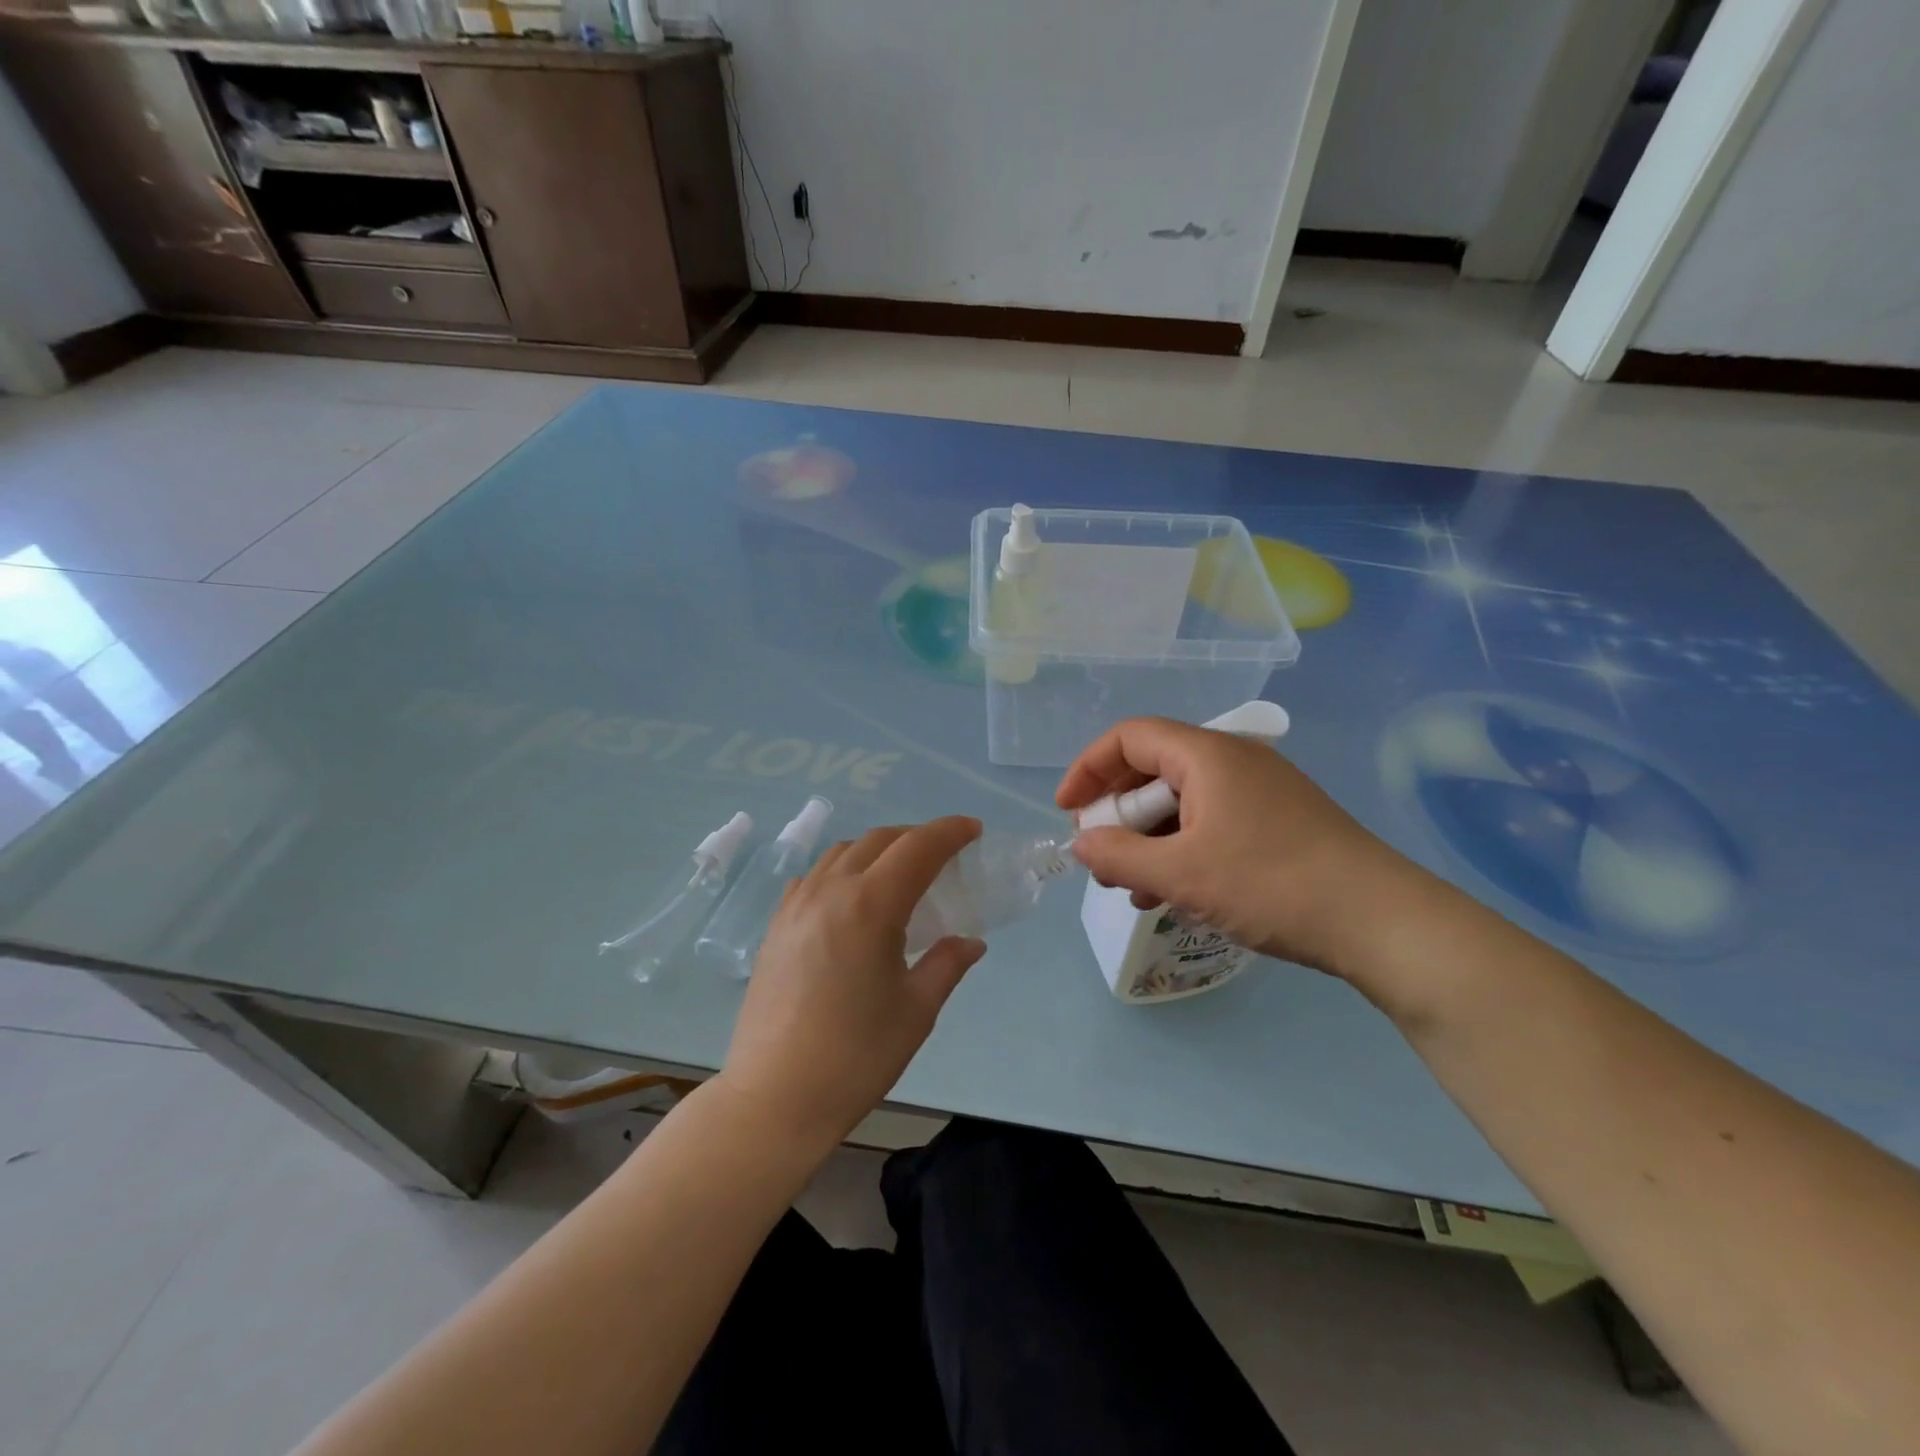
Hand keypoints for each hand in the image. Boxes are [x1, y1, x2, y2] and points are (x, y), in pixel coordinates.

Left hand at [720, 817, 985, 1146]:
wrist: (775, 1097)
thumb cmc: (856, 1056)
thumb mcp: (916, 1010)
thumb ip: (947, 964)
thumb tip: (971, 942)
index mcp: (871, 905)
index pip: (917, 847)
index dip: (949, 831)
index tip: (973, 830)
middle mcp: (830, 890)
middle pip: (879, 840)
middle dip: (916, 837)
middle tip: (944, 855)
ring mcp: (796, 905)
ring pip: (842, 852)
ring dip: (878, 849)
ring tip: (900, 874)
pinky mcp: (776, 925)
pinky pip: (814, 876)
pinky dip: (842, 870)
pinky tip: (851, 899)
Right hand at [1056, 717, 1427, 979]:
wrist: (1381, 921)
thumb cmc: (1271, 884)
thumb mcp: (1181, 874)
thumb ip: (1118, 856)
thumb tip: (1080, 844)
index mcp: (1206, 754)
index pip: (1128, 738)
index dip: (1088, 769)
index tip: (1068, 812)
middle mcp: (1232, 760)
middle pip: (1152, 769)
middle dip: (1116, 813)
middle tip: (1099, 857)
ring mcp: (1258, 790)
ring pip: (1181, 801)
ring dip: (1147, 839)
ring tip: (1130, 886)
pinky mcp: (1277, 820)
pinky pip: (1210, 822)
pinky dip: (1181, 849)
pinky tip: (1171, 892)